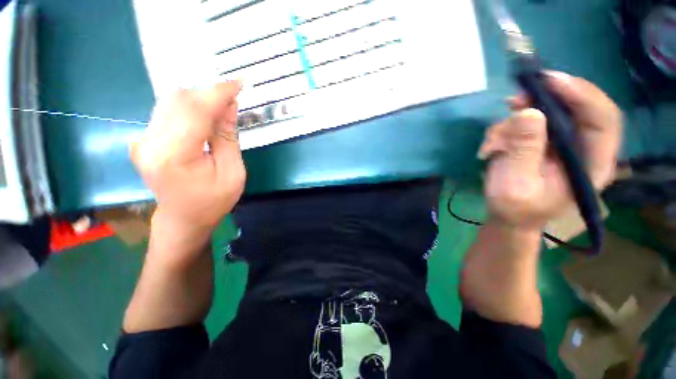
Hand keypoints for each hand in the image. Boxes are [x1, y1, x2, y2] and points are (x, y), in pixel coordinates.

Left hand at [131, 81, 245, 236]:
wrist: (184, 218)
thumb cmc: (213, 200)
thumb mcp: (232, 172)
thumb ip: (227, 136)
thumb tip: (229, 104)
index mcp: (174, 155)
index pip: (195, 110)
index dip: (218, 92)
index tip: (239, 83)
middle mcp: (150, 142)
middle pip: (179, 99)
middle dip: (209, 94)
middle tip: (233, 100)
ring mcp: (142, 139)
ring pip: (171, 101)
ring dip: (200, 99)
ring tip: (221, 109)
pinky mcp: (144, 138)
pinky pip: (167, 111)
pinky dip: (190, 107)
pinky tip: (205, 117)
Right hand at [478, 72, 621, 230]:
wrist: (508, 217)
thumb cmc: (514, 209)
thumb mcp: (515, 184)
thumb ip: (523, 151)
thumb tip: (528, 112)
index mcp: (591, 164)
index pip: (602, 119)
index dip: (582, 95)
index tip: (549, 81)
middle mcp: (581, 148)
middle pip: (575, 108)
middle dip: (543, 100)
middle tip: (514, 101)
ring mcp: (559, 144)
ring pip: (544, 114)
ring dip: (513, 123)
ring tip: (491, 145)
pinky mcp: (540, 142)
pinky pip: (525, 124)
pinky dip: (504, 131)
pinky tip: (490, 147)